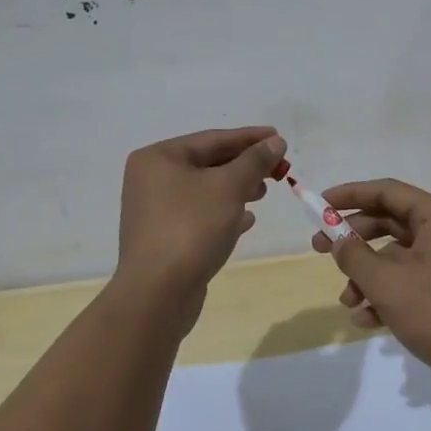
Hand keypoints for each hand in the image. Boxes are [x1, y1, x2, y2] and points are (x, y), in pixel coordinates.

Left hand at [117, 127, 285, 304]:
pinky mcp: (164, 238)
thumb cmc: (191, 228)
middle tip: (278, 169)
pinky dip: (224, 213)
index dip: (249, 137)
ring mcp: (155, 211)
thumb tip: (276, 141)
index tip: (279, 138)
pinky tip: (247, 221)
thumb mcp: (229, 187)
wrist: (158, 293)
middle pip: (208, 163)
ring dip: (237, 189)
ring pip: (205, 191)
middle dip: (244, 166)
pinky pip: (199, 215)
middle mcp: (151, 180)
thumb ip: (254, 161)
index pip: (212, 139)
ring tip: (264, 193)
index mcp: (158, 158)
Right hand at [309, 178, 430, 384]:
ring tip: (346, 302)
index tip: (319, 205)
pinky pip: (407, 278)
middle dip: (352, 239)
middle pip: (388, 221)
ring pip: (394, 255)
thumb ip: (354, 256)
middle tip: (318, 248)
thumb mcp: (387, 283)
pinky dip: (385, 294)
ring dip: (366, 275)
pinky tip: (365, 319)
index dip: (349, 195)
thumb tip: (337, 241)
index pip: (386, 191)